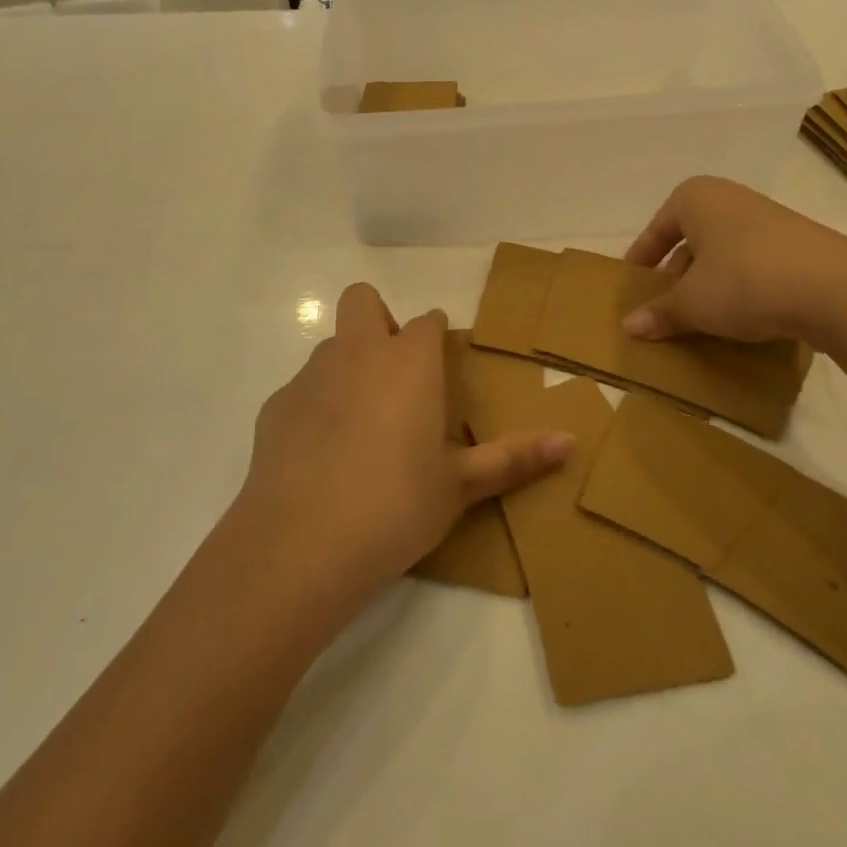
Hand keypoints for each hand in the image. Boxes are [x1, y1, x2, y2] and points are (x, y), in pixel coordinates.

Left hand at [236, 284, 571, 602]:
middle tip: (394, 376)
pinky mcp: (275, 408)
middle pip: (362, 300)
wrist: (302, 545)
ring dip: (348, 367)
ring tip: (361, 427)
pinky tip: (321, 458)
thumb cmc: (397, 504)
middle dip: (378, 321)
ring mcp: (310, 376)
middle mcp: (358, 353)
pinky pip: (302, 391)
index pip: (427, 322)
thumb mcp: (461, 486)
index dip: (436, 338)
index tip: (441, 369)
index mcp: (408, 360)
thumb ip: (514, 458)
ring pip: (332, 347)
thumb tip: (570, 442)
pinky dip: (316, 408)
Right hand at [622, 176, 846, 345]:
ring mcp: (769, 219)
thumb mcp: (693, 303)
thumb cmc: (744, 281)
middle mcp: (731, 198)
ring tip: (702, 318)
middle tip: (666, 306)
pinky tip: (741, 318)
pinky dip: (741, 288)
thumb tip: (629, 327)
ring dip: (710, 284)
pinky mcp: (799, 245)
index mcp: (696, 198)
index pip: (657, 229)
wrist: (835, 289)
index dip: (642, 258)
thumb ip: (660, 313)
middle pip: (691, 239)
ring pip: (724, 253)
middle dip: (677, 274)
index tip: (632, 284)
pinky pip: (755, 265)